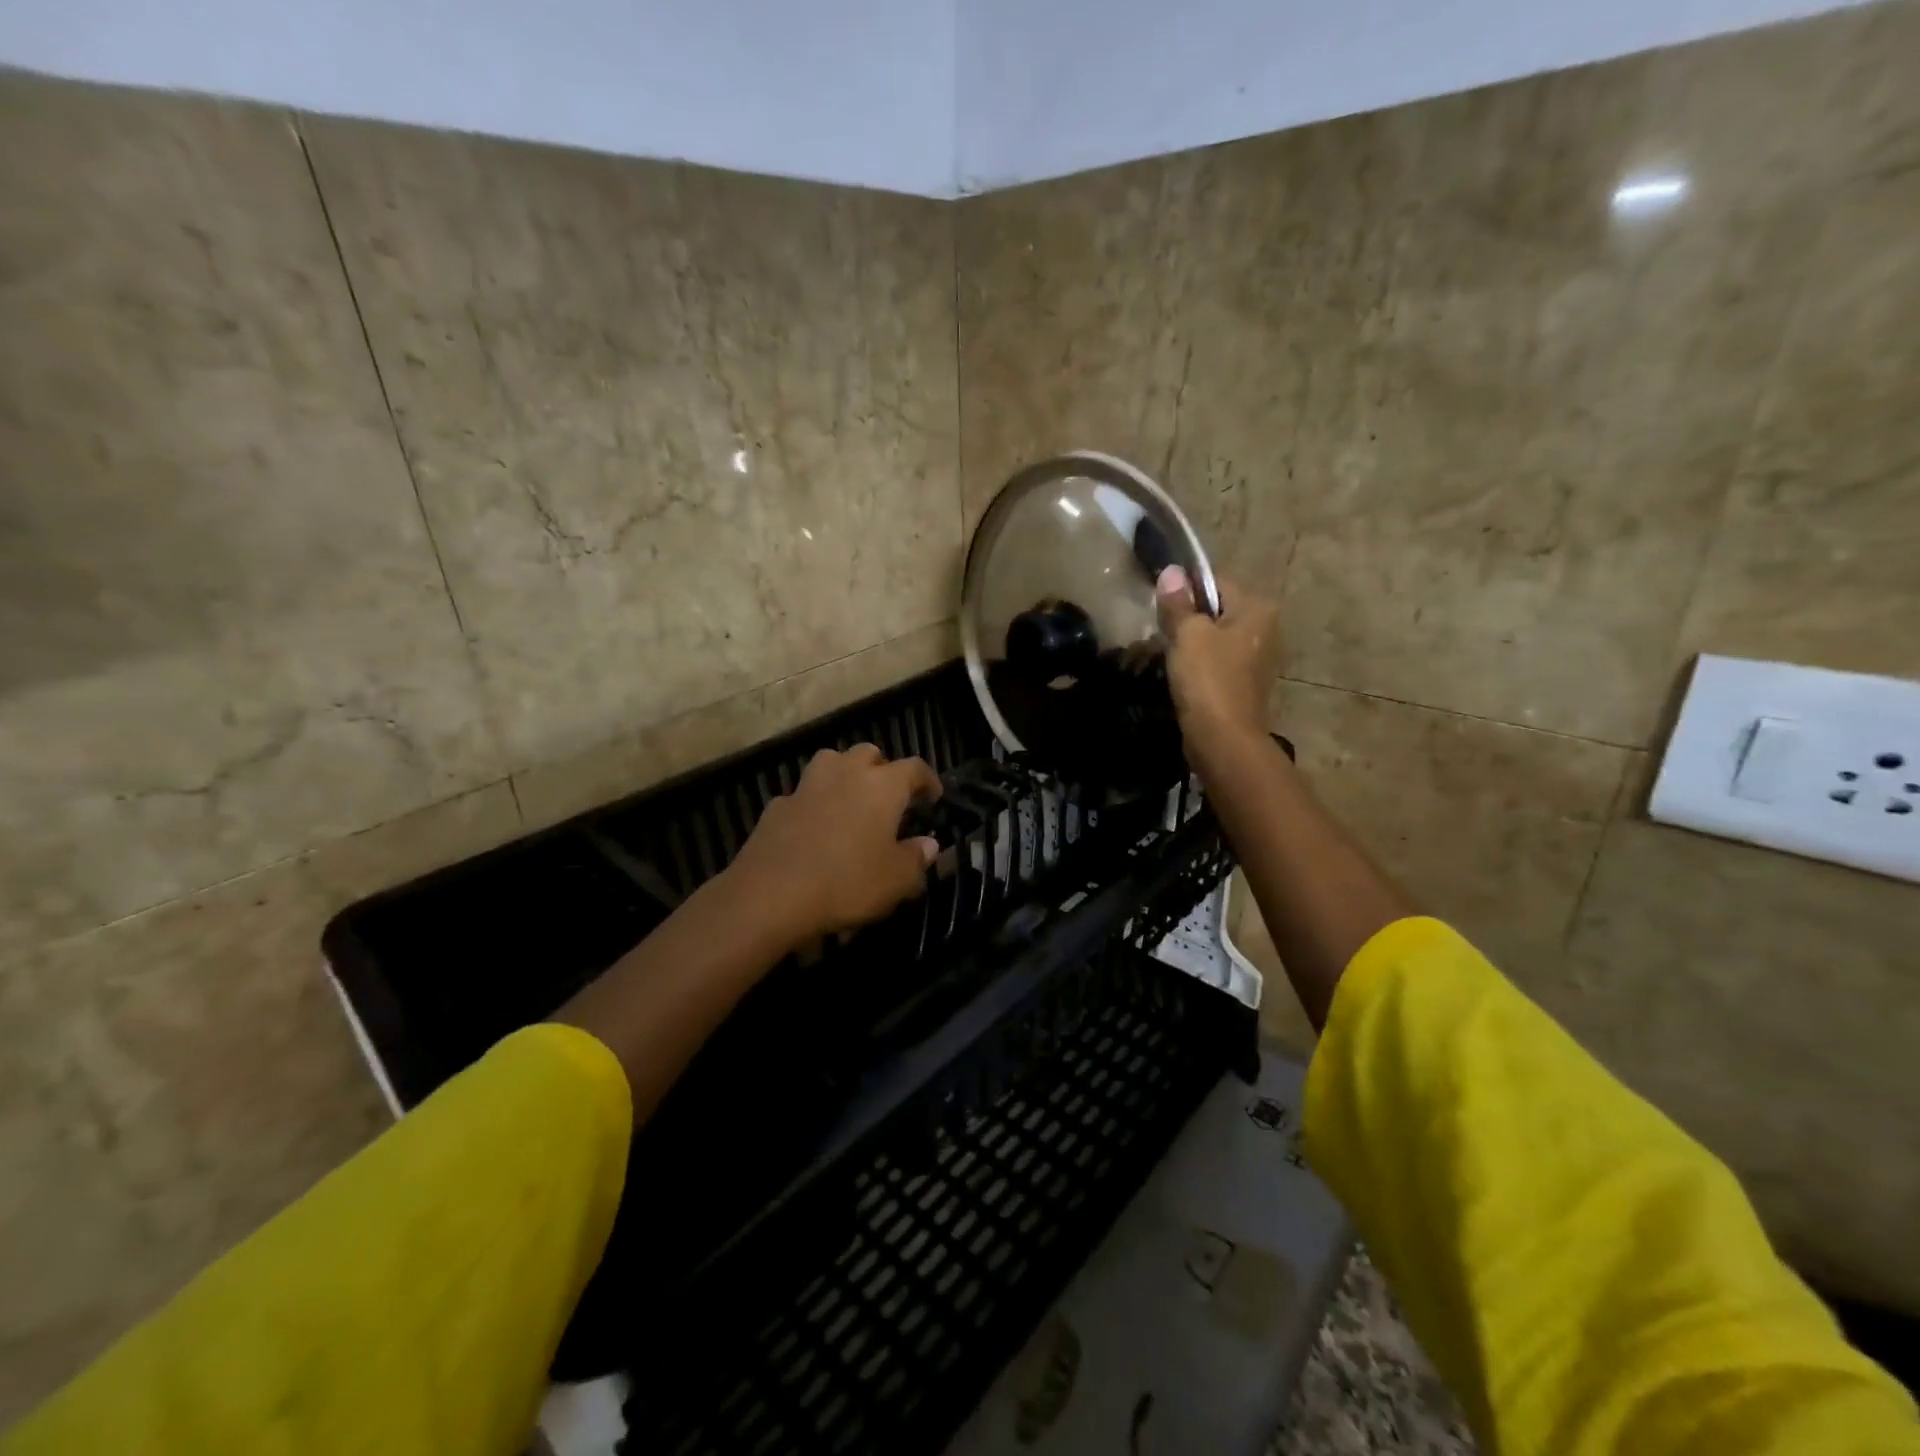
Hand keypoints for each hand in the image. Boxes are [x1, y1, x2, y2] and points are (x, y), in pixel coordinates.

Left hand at [728, 744, 941, 944]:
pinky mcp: (778, 804)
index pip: (914, 768)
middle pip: (870, 753)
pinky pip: (804, 794)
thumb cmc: (847, 882)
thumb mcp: (896, 880)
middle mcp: (846, 773)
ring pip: (832, 762)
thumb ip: (917, 858)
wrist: (771, 894)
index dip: (927, 780)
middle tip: (890, 796)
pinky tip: (815, 828)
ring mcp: (808, 785)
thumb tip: (929, 844)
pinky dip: (814, 803)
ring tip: (851, 800)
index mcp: (883, 786)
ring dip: (845, 774)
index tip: (933, 796)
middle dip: (883, 769)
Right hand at [1156, 566, 1280, 750]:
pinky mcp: (1246, 683)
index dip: (1185, 589)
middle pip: (1217, 610)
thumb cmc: (1207, 679)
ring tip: (1166, 653)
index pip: (1216, 582)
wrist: (1223, 739)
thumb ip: (1178, 603)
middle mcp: (1265, 628)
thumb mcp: (1187, 634)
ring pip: (1216, 637)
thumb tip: (1172, 571)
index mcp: (1256, 608)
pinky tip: (1181, 675)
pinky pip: (1218, 661)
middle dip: (1189, 618)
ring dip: (1192, 643)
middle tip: (1160, 631)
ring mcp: (1258, 658)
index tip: (1160, 605)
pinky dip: (1200, 665)